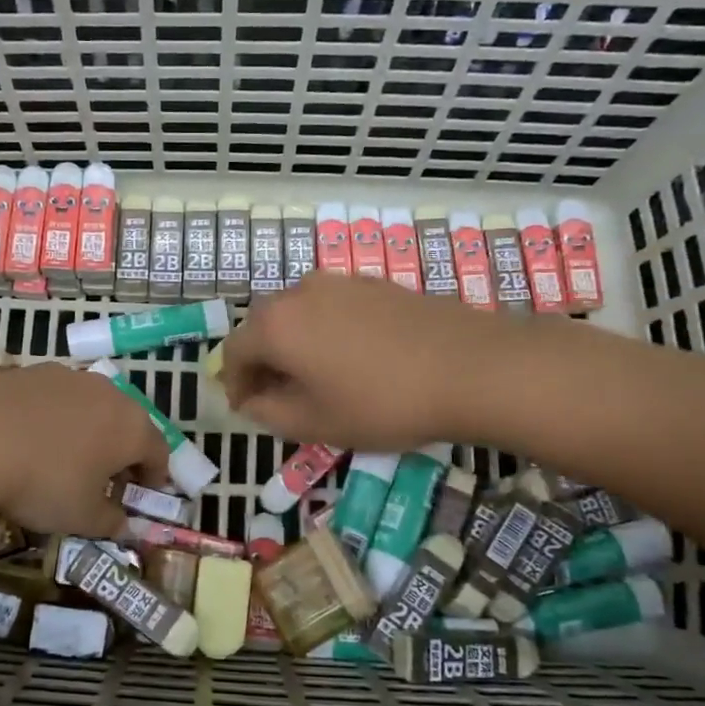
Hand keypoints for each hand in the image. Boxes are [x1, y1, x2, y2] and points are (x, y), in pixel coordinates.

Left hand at [0, 364, 169, 535]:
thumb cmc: (42, 481)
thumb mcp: (80, 517)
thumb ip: (110, 521)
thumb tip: (123, 524)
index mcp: (132, 427)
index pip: (158, 452)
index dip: (154, 477)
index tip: (141, 495)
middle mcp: (109, 393)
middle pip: (127, 424)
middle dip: (121, 451)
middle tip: (105, 479)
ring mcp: (69, 377)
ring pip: (91, 407)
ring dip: (88, 431)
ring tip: (65, 457)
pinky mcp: (32, 371)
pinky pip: (56, 399)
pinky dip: (54, 418)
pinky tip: (30, 439)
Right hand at [219, 272, 499, 449]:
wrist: (471, 367)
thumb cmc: (382, 403)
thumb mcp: (315, 423)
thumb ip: (269, 413)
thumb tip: (252, 401)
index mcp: (276, 326)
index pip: (233, 352)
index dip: (235, 384)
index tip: (248, 410)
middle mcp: (299, 292)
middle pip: (264, 327)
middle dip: (263, 362)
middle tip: (279, 396)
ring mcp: (340, 282)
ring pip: (299, 314)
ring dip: (295, 345)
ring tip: (318, 378)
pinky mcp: (374, 284)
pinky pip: (332, 307)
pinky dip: (326, 332)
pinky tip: (354, 358)